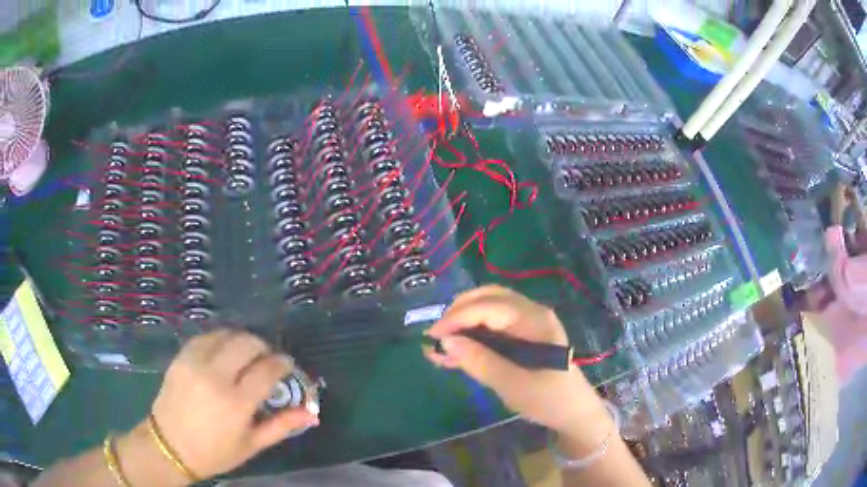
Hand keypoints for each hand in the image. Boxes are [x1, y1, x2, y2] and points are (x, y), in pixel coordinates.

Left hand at [146, 330, 318, 479]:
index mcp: (237, 403)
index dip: (282, 363)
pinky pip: (205, 337)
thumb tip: (312, 414)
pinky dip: (220, 339)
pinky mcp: (181, 357)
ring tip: (245, 355)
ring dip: (241, 340)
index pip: (267, 369)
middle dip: (263, 347)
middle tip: (266, 359)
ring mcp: (195, 363)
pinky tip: (223, 352)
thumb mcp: (252, 445)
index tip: (286, 365)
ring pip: (226, 334)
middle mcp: (216, 376)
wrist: (169, 445)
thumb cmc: (215, 452)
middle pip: (247, 343)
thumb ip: (282, 426)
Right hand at [424, 285, 605, 432]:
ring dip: (462, 322)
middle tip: (435, 336)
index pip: (489, 307)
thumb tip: (445, 341)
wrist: (572, 412)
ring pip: (487, 308)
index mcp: (534, 320)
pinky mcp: (522, 334)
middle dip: (458, 313)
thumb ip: (479, 362)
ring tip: (439, 344)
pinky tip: (455, 350)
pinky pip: (492, 324)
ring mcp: (527, 322)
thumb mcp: (512, 385)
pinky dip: (471, 333)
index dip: (457, 317)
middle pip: (488, 298)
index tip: (432, 336)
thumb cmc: (548, 399)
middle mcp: (531, 312)